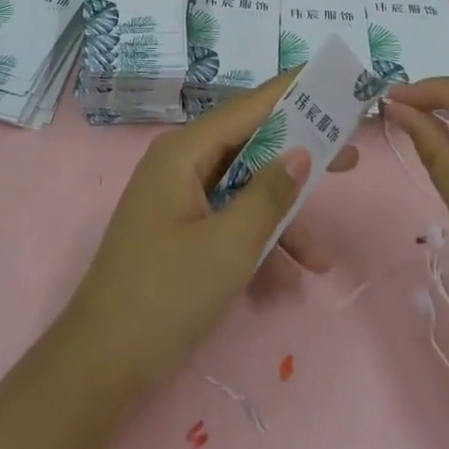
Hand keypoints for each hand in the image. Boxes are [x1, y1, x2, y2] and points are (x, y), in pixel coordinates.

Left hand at [56, 72, 357, 405]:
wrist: (99, 368)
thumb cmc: (164, 298)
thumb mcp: (228, 248)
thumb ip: (268, 196)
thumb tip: (301, 152)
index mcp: (183, 152)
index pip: (247, 107)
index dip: (291, 92)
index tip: (331, 80)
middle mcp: (180, 164)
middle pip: (249, 146)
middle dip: (298, 158)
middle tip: (350, 159)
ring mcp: (178, 198)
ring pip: (243, 190)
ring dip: (282, 220)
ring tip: (322, 259)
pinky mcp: (180, 231)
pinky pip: (228, 220)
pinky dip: (257, 243)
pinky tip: (287, 282)